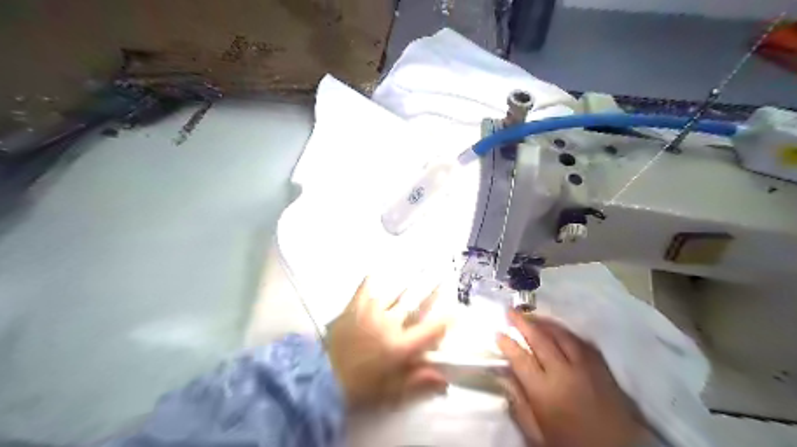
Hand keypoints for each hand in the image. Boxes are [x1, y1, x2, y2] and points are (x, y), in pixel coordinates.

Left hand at [323, 277, 446, 409]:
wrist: (321, 377)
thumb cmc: (360, 386)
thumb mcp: (391, 391)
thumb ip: (418, 381)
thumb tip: (444, 380)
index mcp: (399, 347)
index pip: (429, 330)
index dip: (446, 320)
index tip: (457, 310)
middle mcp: (388, 324)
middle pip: (414, 302)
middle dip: (431, 287)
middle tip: (442, 272)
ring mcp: (370, 312)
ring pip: (394, 290)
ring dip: (409, 278)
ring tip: (419, 264)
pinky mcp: (354, 306)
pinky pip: (367, 286)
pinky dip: (375, 278)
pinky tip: (381, 269)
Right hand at [496, 311, 642, 446]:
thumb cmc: (571, 446)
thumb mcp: (537, 435)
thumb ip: (519, 405)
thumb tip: (504, 378)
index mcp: (544, 391)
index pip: (520, 359)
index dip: (507, 343)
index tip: (497, 333)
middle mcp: (564, 373)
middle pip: (540, 339)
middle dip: (523, 323)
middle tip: (511, 311)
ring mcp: (586, 367)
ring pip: (562, 336)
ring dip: (544, 323)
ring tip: (532, 315)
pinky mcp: (603, 368)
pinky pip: (582, 342)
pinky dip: (567, 333)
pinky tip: (560, 330)